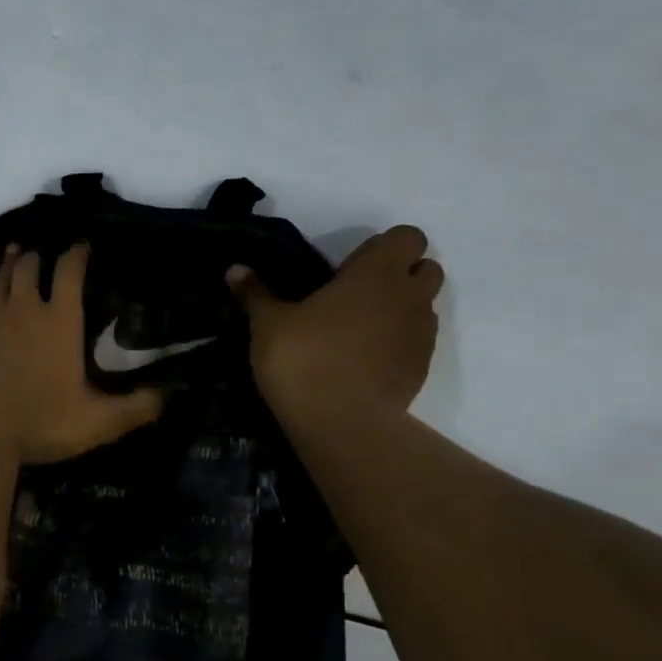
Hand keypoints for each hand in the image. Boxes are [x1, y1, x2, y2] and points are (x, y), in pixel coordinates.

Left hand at [0, 243, 164, 464]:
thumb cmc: (38, 422)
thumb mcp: (97, 423)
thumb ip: (135, 408)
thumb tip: (167, 396)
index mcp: (60, 322)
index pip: (70, 273)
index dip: (77, 254)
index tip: (82, 244)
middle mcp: (25, 310)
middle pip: (31, 268)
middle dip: (40, 256)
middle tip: (44, 251)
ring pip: (2, 277)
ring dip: (11, 261)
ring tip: (17, 250)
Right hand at [227, 225, 443, 425]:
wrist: (341, 423)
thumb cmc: (304, 360)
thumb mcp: (268, 324)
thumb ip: (256, 293)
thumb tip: (235, 269)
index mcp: (376, 274)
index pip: (407, 237)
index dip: (383, 245)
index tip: (350, 265)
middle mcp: (409, 296)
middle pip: (426, 268)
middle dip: (400, 274)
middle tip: (356, 293)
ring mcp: (422, 334)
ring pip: (424, 305)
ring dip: (400, 307)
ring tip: (358, 328)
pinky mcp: (422, 367)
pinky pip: (417, 340)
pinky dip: (398, 341)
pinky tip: (363, 359)